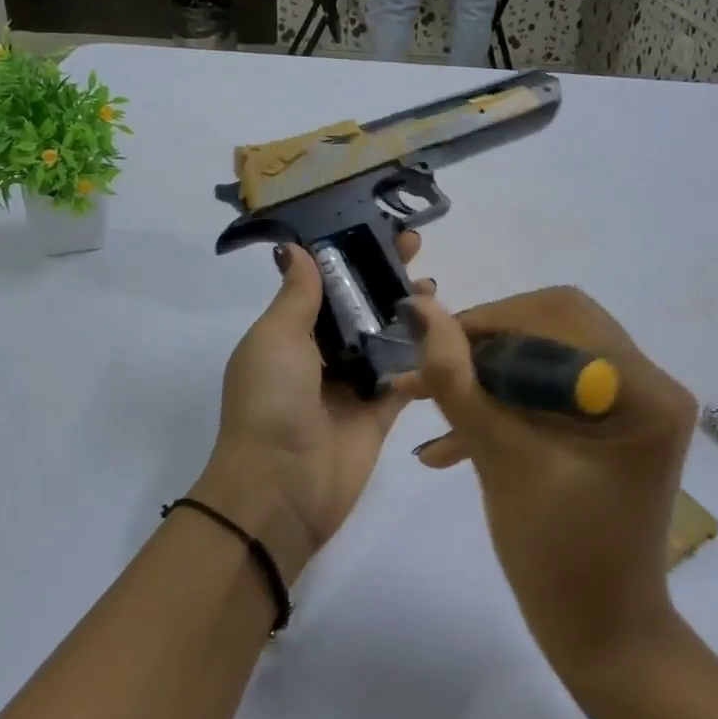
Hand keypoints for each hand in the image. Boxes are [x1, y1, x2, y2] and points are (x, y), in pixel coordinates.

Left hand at [190, 236, 430, 585]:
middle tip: (416, 249)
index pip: (323, 286)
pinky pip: (405, 377)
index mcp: (288, 336)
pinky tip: (446, 330)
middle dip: (383, 280)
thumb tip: (296, 248)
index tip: (376, 232)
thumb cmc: (271, 401)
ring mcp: (351, 386)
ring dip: (407, 314)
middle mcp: (320, 357)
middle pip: (358, 309)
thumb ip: (297, 295)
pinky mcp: (380, 413)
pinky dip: (422, 357)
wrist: (282, 486)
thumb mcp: (276, 337)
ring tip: (433, 286)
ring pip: (385, 340)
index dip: (348, 258)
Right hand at [395, 288, 698, 678]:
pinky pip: (550, 396)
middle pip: (554, 330)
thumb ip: (458, 381)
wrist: (599, 637)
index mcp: (643, 390)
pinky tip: (447, 444)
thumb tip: (420, 311)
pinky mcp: (609, 429)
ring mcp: (631, 407)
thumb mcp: (501, 460)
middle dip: (484, 349)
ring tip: (419, 401)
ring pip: (544, 362)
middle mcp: (649, 385)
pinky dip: (502, 408)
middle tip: (428, 370)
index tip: (430, 343)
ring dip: (485, 379)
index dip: (490, 321)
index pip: (561, 316)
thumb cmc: (558, 557)